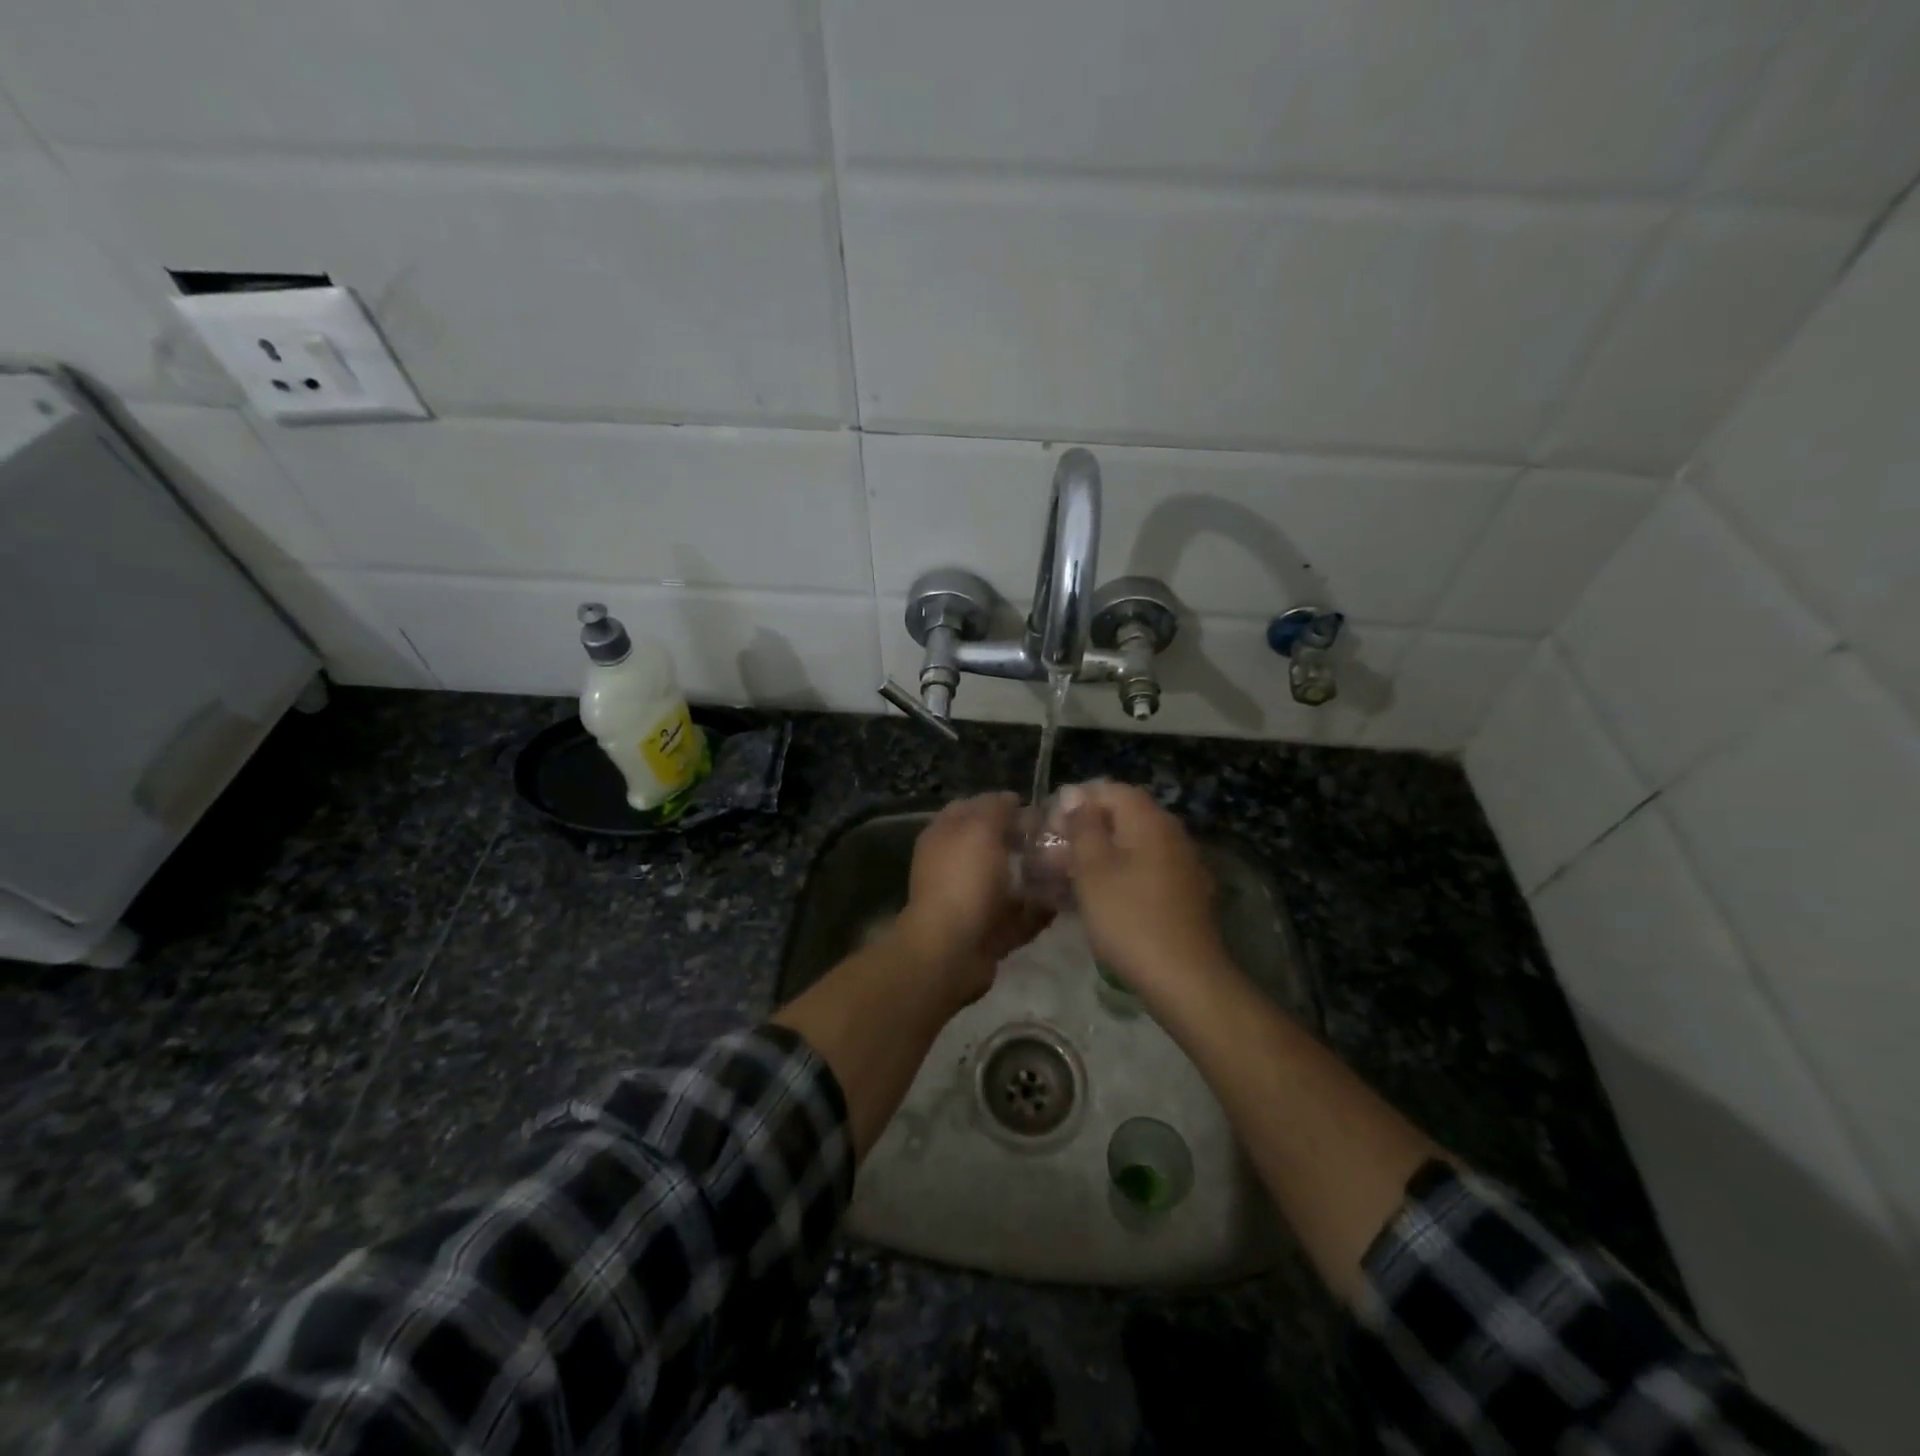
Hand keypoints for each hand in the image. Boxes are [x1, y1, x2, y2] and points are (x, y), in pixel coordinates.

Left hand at [894, 792, 1053, 1005]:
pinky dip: (1036, 909)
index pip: (973, 807)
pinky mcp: (985, 929)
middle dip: (1024, 841)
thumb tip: (1011, 800)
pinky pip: (1016, 914)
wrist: (951, 950)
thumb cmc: (964, 880)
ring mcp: (968, 898)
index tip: (1036, 809)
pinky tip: (1061, 902)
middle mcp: (953, 864)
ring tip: (1065, 868)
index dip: (1002, 804)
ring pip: (1007, 880)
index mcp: (944, 835)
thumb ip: (997, 808)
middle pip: (993, 844)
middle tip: (1057, 839)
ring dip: (1034, 875)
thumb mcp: (980, 829)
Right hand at [1055, 781, 1226, 993]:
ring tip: (1066, 876)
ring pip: (1131, 845)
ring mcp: (1180, 863)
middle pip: (1122, 816)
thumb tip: (1076, 796)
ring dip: (1098, 854)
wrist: (1183, 977)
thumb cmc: (1129, 917)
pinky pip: (1143, 869)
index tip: (1049, 826)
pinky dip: (1118, 874)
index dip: (1076, 802)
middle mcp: (1170, 833)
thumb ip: (1083, 826)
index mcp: (1149, 820)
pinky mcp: (1182, 892)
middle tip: (1053, 853)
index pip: (1110, 790)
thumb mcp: (1093, 869)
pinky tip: (1095, 897)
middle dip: (1085, 829)